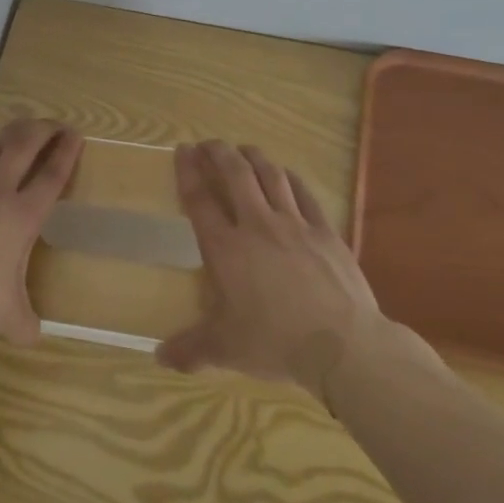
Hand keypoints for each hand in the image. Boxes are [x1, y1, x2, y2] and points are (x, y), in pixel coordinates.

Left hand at [0, 118, 83, 344]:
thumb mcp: (2, 316)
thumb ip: (23, 324)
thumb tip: (34, 337)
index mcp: (21, 216)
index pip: (51, 177)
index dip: (67, 154)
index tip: (77, 135)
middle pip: (24, 145)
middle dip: (44, 129)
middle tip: (55, 125)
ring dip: (7, 137)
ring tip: (15, 138)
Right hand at [158, 140, 390, 394]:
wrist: (343, 345)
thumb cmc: (275, 343)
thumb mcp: (226, 349)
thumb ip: (191, 349)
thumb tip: (160, 358)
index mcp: (226, 249)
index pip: (200, 200)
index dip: (188, 171)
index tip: (183, 150)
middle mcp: (257, 225)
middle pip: (235, 174)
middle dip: (219, 153)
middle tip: (210, 143)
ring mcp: (295, 224)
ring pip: (271, 176)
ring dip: (254, 158)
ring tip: (244, 150)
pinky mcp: (326, 231)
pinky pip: (304, 194)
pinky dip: (290, 179)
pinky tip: (286, 175)